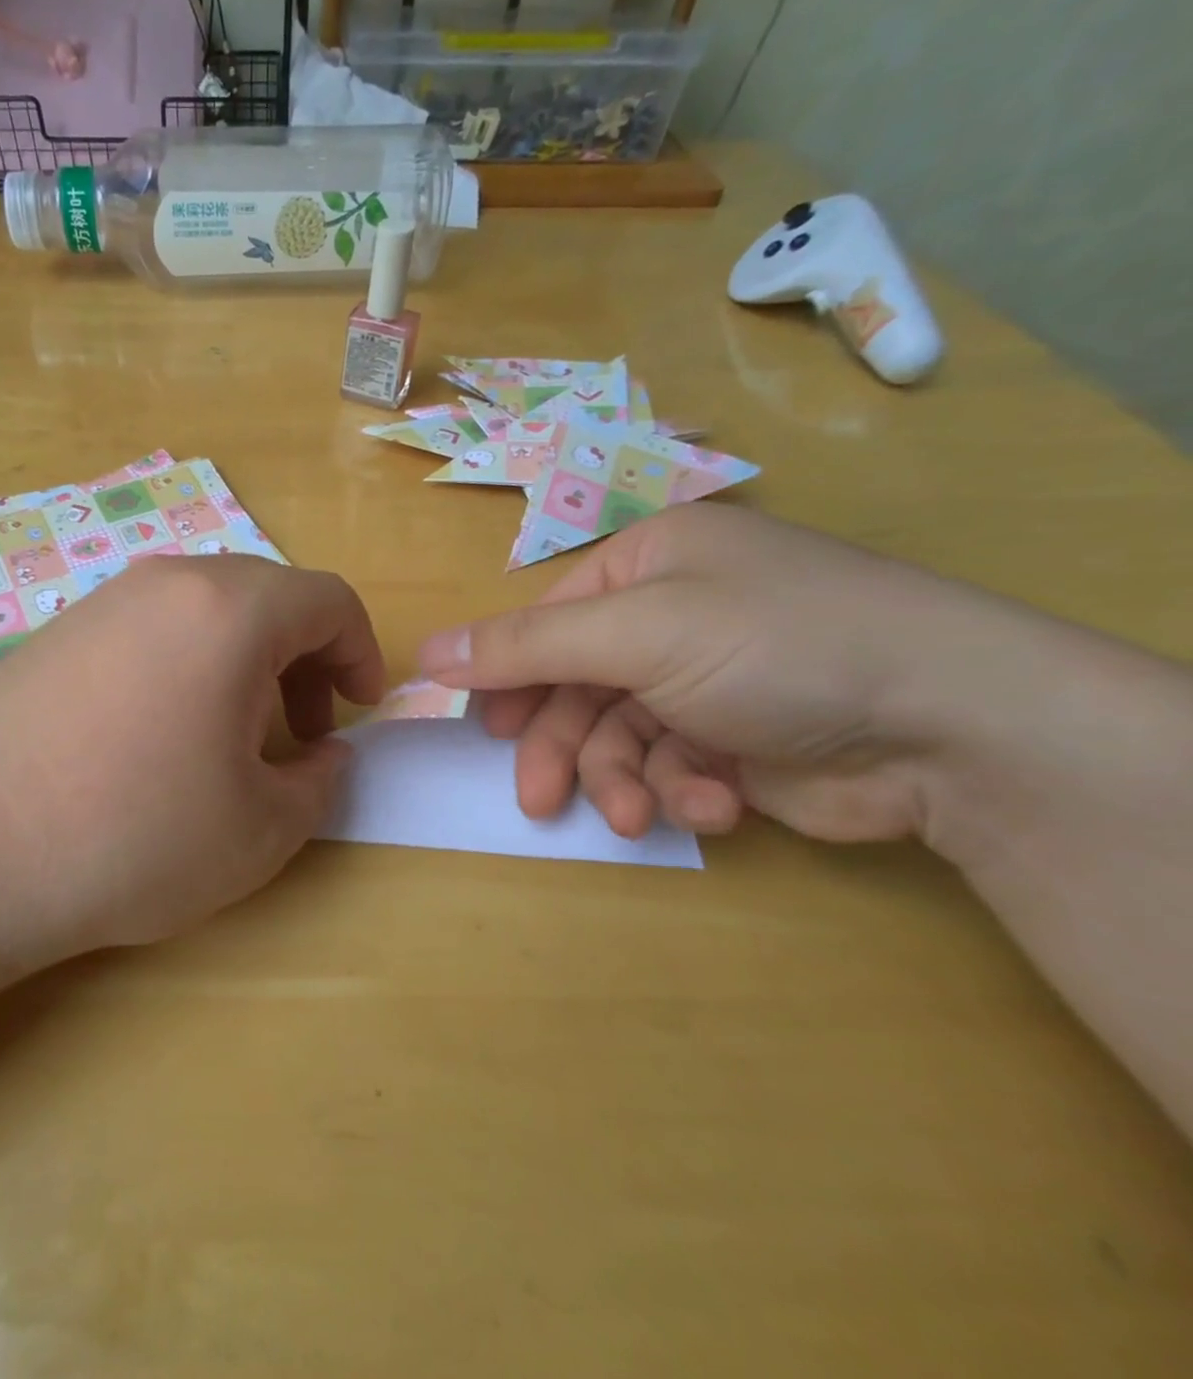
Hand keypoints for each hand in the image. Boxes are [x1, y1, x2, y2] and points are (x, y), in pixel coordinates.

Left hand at [0, 556, 384, 966]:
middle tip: (298, 732)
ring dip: (244, 662)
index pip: (328, 599)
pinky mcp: (58, 632)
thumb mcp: (261, 829)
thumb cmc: (134, 837)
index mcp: (229, 610)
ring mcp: (103, 602)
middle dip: (303, 660)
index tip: (359, 710)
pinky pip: (151, 628)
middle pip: (267, 597)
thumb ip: (320, 781)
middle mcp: (166, 583)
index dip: (361, 653)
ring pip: (207, 610)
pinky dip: (187, 664)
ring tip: (230, 739)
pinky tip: (159, 735)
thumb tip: (325, 753)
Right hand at [417, 504, 979, 842]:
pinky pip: (674, 766)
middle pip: (579, 686)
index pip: (547, 620)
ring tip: (637, 814)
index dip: (510, 676)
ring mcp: (705, 680)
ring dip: (624, 779)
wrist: (952, 725)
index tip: (484, 729)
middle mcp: (672, 616)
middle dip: (564, 747)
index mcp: (648, 564)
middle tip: (541, 799)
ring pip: (621, 737)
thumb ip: (522, 647)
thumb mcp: (633, 632)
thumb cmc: (772, 645)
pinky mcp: (736, 742)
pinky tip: (715, 803)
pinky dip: (684, 791)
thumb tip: (424, 653)